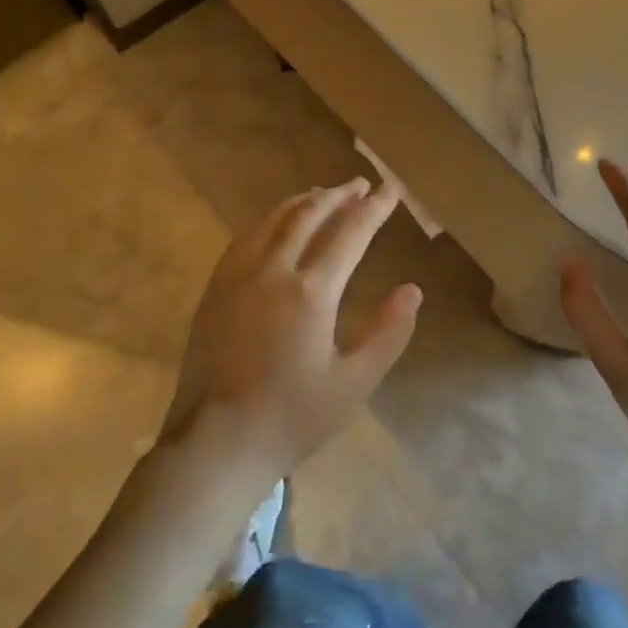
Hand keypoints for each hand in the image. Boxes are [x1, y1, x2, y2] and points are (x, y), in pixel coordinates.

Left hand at [161, 177, 421, 479]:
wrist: (217, 442)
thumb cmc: (293, 417)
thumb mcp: (355, 382)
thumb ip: (388, 333)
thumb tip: (412, 290)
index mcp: (312, 292)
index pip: (350, 234)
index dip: (373, 209)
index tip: (390, 190)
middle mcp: (273, 271)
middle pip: (309, 216)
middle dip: (338, 196)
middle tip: (360, 184)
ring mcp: (238, 277)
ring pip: (273, 221)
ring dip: (302, 202)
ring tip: (322, 193)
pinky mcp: (215, 290)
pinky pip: (245, 238)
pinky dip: (269, 220)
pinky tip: (275, 224)